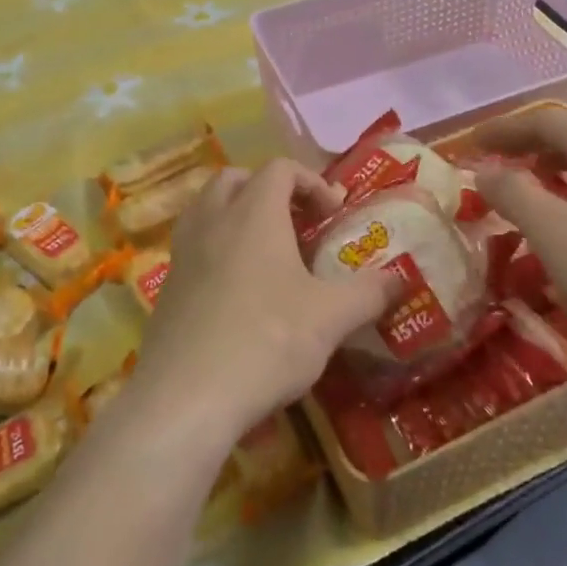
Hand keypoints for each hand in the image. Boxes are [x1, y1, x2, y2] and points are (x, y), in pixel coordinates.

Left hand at [131, 160, 394, 449]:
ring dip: (236, 216)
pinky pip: (193, 247)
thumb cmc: (266, 341)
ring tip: (266, 253)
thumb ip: (369, 292)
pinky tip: (238, 292)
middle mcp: (213, 221)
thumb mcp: (331, 318)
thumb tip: (399, 279)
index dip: (311, 181)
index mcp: (254, 213)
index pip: (280, 168)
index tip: (333, 214)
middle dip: (268, 190)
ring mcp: (182, 253)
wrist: (186, 397)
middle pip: (235, 179)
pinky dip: (216, 250)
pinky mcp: (166, 287)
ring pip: (206, 209)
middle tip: (296, 224)